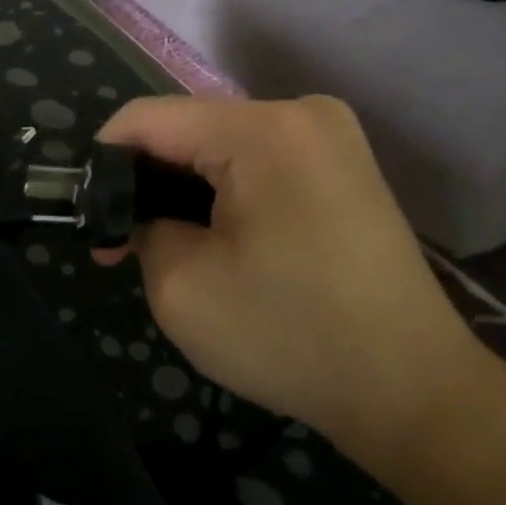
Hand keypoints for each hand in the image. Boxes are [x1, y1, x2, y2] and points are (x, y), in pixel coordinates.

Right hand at [95, 95, 481, 457]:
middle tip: (125, 246)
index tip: (92, 218)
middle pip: (187, 129)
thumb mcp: (181, 288)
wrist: (413, 391)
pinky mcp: (343, 165)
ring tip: (170, 248)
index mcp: (262, 131)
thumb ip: (140, 229)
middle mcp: (300, 113)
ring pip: (220, 145)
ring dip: (185, 189)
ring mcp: (330, 136)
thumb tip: (140, 215)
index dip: (105, 161)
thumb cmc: (292, 338)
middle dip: (147, 182)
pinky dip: (224, 192)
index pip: (149, 118)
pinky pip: (257, 160)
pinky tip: (221, 241)